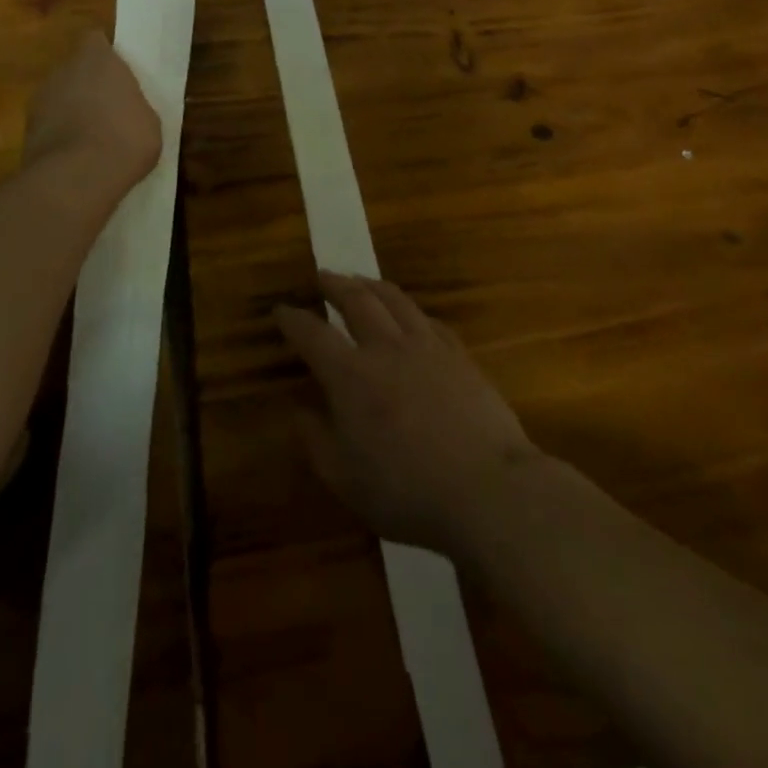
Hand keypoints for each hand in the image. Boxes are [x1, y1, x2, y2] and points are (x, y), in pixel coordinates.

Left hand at [22, 31, 161, 195]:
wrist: (77, 178)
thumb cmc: (125, 138)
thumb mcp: (149, 120)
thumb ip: (133, 104)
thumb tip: (126, 108)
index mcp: (97, 59)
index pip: (95, 40)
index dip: (105, 54)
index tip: (118, 73)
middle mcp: (63, 70)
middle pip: (75, 68)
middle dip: (88, 84)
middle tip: (109, 107)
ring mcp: (40, 99)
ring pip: (59, 96)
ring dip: (71, 109)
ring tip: (92, 136)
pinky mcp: (27, 129)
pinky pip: (49, 123)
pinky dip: (60, 134)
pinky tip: (77, 156)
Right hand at [277, 271, 539, 553]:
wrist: (486, 488)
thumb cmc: (407, 491)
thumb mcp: (345, 481)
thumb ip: (317, 442)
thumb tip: (301, 411)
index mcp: (351, 376)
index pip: (313, 335)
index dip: (294, 320)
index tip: (281, 309)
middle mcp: (386, 348)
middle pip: (357, 300)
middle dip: (335, 284)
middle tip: (323, 275)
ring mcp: (427, 347)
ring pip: (395, 300)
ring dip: (372, 285)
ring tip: (361, 280)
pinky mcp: (459, 355)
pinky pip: (429, 320)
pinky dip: (410, 310)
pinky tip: (410, 315)